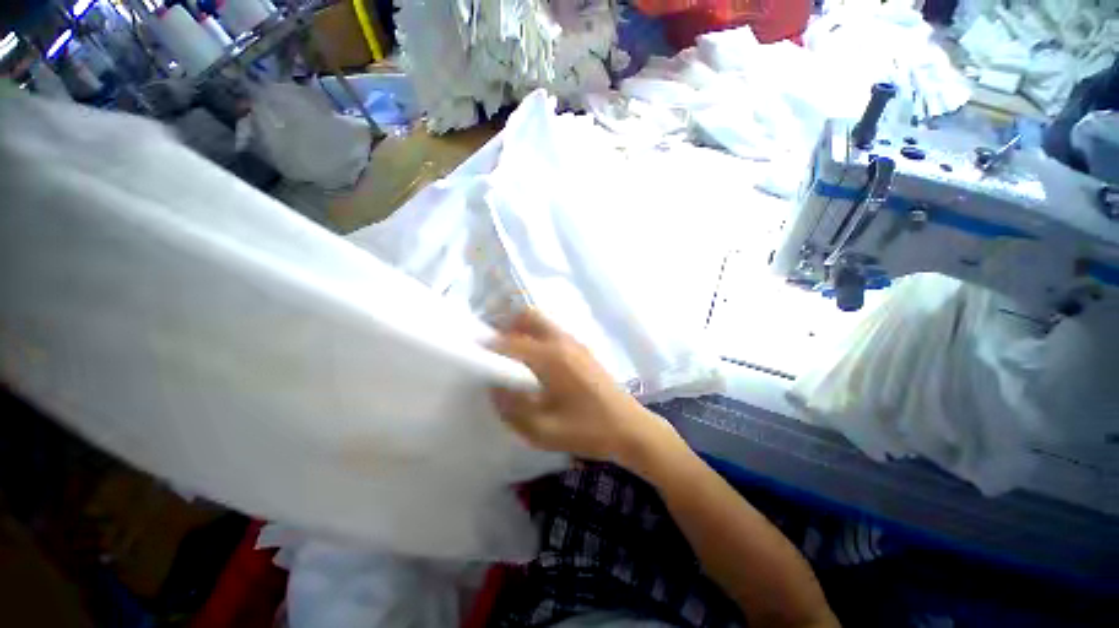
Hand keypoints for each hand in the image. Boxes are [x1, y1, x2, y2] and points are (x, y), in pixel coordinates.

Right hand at [490, 309, 679, 467]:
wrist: (629, 428)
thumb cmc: (588, 430)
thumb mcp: (544, 430)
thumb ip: (512, 408)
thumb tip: (494, 388)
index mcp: (552, 358)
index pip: (511, 342)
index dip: (488, 346)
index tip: (472, 352)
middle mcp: (562, 341)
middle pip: (529, 317)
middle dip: (506, 326)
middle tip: (494, 348)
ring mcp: (575, 343)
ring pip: (541, 322)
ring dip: (522, 330)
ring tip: (510, 356)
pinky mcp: (582, 349)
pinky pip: (553, 332)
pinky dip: (537, 337)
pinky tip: (535, 363)